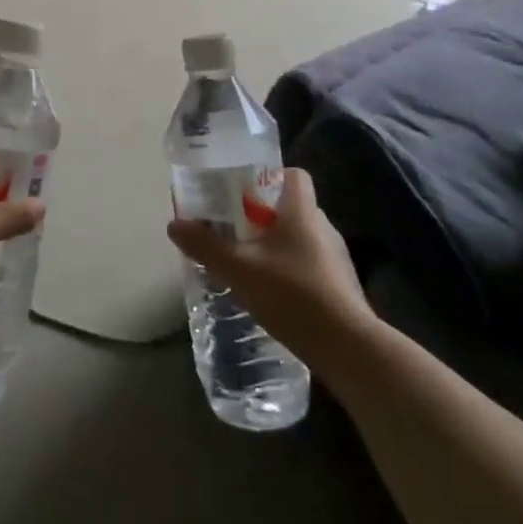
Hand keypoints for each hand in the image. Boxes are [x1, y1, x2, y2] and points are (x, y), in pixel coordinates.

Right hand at [167, 169, 372, 364]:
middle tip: (232, 229)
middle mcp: (323, 227)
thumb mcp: (239, 269)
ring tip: (247, 263)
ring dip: (275, 246)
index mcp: (302, 211)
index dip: (268, 176)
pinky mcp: (340, 287)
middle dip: (262, 215)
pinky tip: (270, 293)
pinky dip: (289, 271)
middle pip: (291, 207)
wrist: (348, 349)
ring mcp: (335, 258)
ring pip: (300, 238)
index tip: (242, 191)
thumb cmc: (293, 294)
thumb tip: (174, 224)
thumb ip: (206, 246)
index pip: (293, 175)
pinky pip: (308, 265)